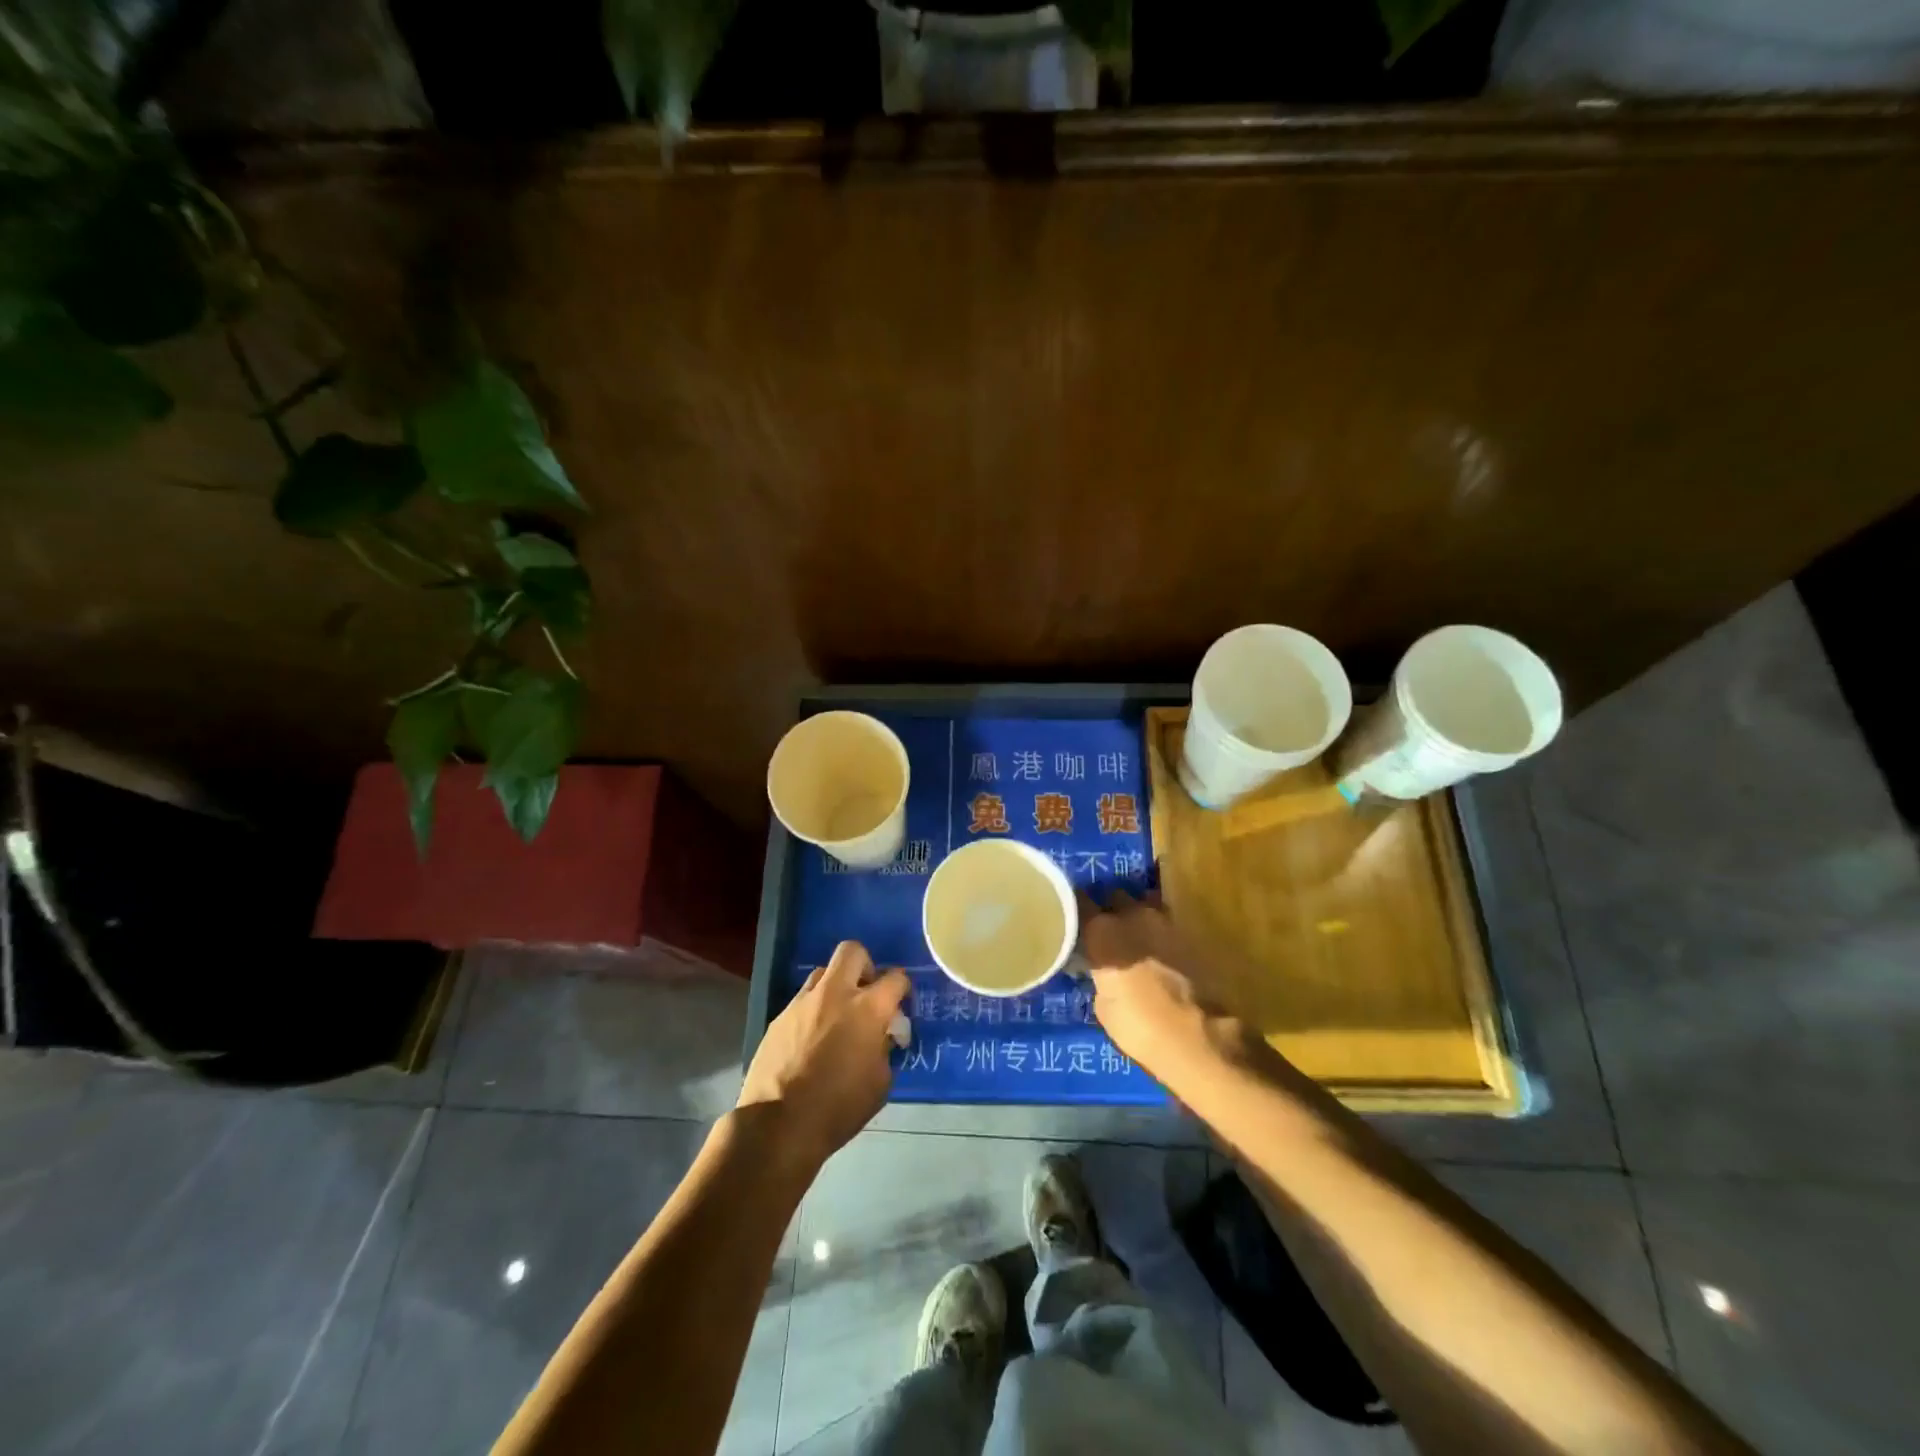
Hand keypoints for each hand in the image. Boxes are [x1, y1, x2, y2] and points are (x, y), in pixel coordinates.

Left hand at [738, 941, 907, 1168]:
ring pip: (823, 971)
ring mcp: (803, 1002)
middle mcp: (836, 993)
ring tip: (837, 1015)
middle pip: (853, 952)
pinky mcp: (779, 1016)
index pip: (896, 978)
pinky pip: (802, 999)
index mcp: (868, 1008)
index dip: (902, 987)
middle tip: (867, 993)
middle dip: (866, 966)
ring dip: (836, 986)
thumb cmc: (839, 1108)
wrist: (779, 1124)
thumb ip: (884, 1048)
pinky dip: (814, 1009)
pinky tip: (812, 1038)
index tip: (900, 1003)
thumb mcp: (880, 1083)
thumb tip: (880, 1035)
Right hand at [1081, 892, 1221, 1069]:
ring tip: (1136, 940)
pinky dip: (1160, 935)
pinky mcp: (1190, 936)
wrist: (1193, 1037)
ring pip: (1144, 906)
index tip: (1072, 921)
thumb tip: (1103, 970)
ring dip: (1138, 919)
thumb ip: (1100, 973)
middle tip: (1107, 932)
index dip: (1075, 911)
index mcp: (1102, 930)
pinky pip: (1166, 925)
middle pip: (1114, 897)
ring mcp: (1164, 921)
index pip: (1079, 902)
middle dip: (1111, 910)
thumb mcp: (1102, 1002)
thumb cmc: (1136, 1025)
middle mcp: (1132, 915)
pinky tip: (1159, 953)